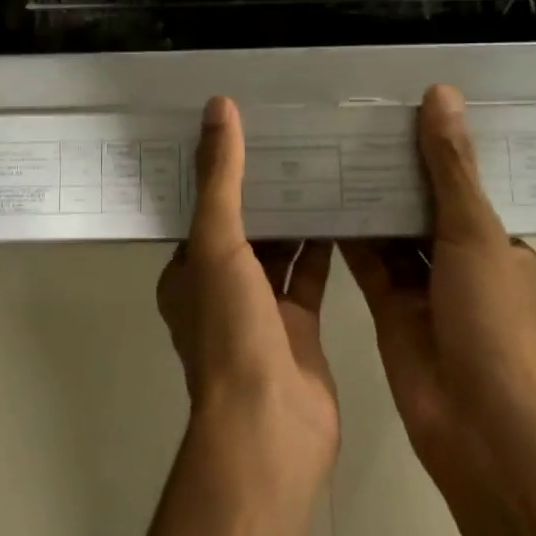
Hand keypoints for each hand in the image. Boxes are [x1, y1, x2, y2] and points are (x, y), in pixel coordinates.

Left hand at [157, 97, 339, 482]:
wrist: (270, 428)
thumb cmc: (230, 331)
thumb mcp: (216, 243)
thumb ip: (220, 177)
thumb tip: (217, 107)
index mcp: (188, 271)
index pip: (203, 208)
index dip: (223, 170)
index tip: (249, 127)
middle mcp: (220, 288)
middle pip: (244, 226)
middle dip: (266, 188)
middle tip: (297, 136)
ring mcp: (261, 311)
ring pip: (279, 250)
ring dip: (297, 214)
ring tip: (324, 161)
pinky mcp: (300, 328)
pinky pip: (311, 275)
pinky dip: (324, 247)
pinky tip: (347, 210)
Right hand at [341, 85, 535, 489]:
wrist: (475, 425)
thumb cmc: (490, 322)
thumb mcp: (475, 233)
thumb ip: (450, 166)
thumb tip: (441, 93)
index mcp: (503, 246)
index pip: (470, 184)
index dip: (442, 147)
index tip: (406, 105)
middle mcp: (465, 262)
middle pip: (426, 205)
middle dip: (397, 168)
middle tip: (356, 118)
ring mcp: (426, 288)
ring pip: (393, 231)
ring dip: (369, 197)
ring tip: (332, 146)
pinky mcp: (389, 307)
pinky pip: (367, 260)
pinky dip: (348, 233)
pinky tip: (319, 197)